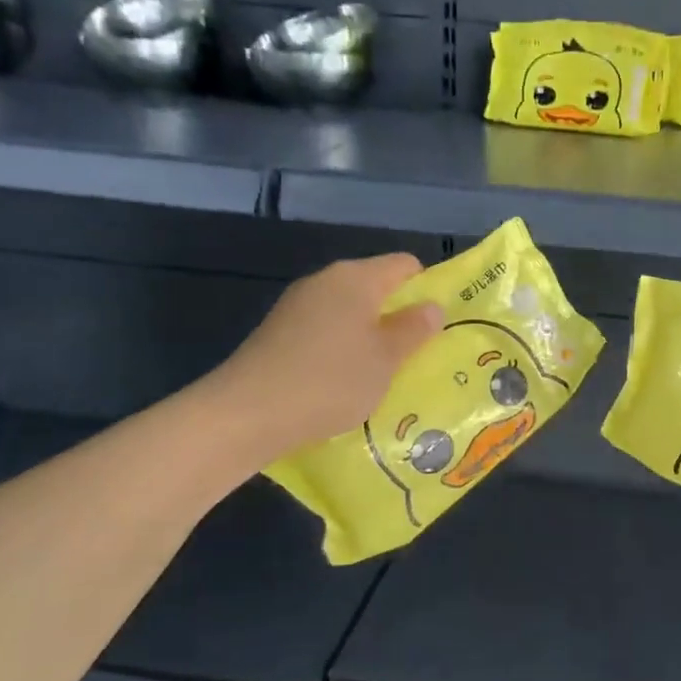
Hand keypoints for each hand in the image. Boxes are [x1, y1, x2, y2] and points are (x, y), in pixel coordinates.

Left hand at [208, 253, 441, 461]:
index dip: (427, 289)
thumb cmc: (330, 380)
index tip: (436, 326)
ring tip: (381, 374)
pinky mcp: (278, 332)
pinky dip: (340, 349)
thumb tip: (431, 306)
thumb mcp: (386, 359)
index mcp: (357, 278)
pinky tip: (342, 383)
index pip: (405, 265)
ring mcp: (297, 306)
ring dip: (369, 336)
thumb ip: (414, 329)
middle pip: (376, 287)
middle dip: (398, 316)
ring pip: (349, 311)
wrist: (244, 414)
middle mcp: (326, 281)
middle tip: (416, 354)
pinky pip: (324, 330)